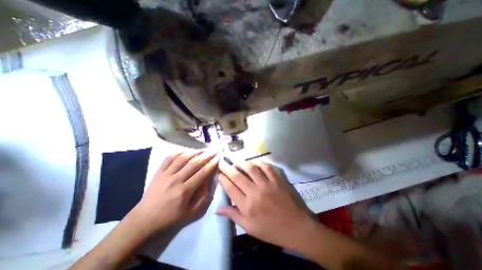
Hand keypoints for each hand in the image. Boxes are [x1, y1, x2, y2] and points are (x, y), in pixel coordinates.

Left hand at [133, 150, 219, 233]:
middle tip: (213, 151)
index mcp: (185, 191)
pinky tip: (185, 151)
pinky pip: (168, 158)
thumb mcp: (192, 213)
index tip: (218, 158)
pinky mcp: (158, 173)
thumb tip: (211, 182)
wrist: (144, 221)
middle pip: (194, 163)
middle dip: (206, 156)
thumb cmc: (170, 218)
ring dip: (193, 152)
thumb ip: (204, 197)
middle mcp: (176, 180)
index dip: (211, 164)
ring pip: (181, 158)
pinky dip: (178, 152)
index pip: (202, 173)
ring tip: (202, 149)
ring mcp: (166, 175)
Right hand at [217, 159, 314, 249]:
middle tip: (222, 162)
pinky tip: (255, 162)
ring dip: (242, 163)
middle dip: (227, 168)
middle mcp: (255, 192)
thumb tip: (217, 209)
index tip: (219, 174)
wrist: (297, 227)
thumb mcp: (250, 228)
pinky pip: (267, 168)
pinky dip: (259, 163)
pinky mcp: (277, 180)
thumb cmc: (272, 230)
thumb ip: (233, 216)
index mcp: (247, 206)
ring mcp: (267, 184)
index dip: (223, 179)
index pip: (230, 188)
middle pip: (238, 176)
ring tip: (236, 161)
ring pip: (251, 169)